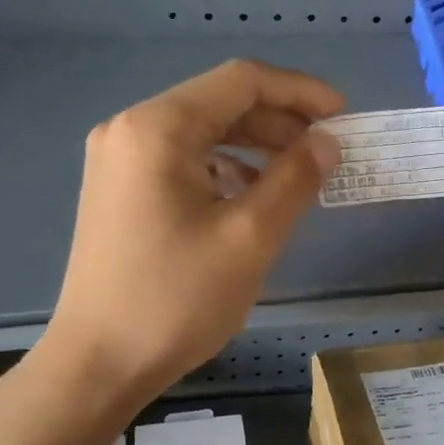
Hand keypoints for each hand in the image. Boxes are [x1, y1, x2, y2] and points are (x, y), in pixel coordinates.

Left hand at [32, 59, 342, 400]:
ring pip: (203, 133)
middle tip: (327, 151)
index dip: (300, 91)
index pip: (241, 81)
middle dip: (280, 120)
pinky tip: (251, 198)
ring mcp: (119, 161)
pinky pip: (183, 162)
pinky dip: (225, 169)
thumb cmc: (176, 299)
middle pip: (219, 103)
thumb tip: (327, 143)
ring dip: (255, 146)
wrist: (99, 363)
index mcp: (158, 129)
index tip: (344, 116)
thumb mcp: (250, 238)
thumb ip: (294, 180)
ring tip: (297, 176)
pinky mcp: (120, 191)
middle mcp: (131, 130)